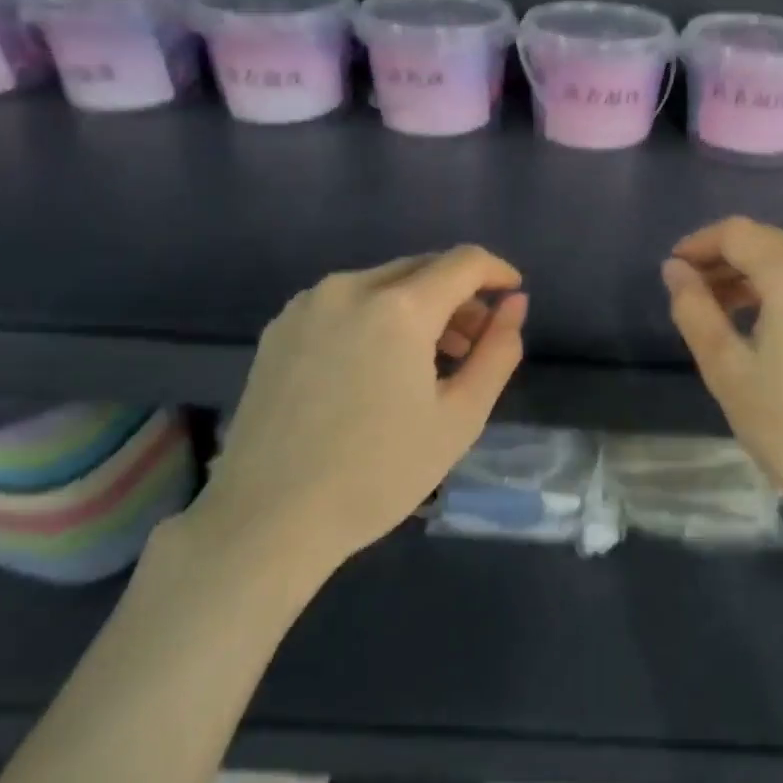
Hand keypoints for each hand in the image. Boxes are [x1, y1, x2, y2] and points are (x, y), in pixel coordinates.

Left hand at [199, 246, 527, 572]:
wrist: (268, 519)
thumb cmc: (378, 473)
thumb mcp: (460, 417)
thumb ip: (498, 351)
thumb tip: (514, 304)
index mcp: (398, 308)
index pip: (464, 262)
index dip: (497, 271)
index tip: (513, 296)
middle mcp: (350, 288)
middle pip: (422, 268)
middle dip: (459, 295)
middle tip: (473, 343)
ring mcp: (308, 305)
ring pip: (383, 283)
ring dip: (418, 306)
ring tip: (428, 362)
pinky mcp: (279, 328)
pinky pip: (345, 303)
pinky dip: (377, 317)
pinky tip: (376, 367)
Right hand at [662, 217, 782, 527]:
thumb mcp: (727, 369)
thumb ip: (694, 309)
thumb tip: (675, 270)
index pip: (737, 233)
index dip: (698, 244)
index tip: (673, 271)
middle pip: (769, 243)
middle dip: (726, 262)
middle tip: (694, 296)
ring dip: (757, 277)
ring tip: (727, 314)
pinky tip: (773, 327)